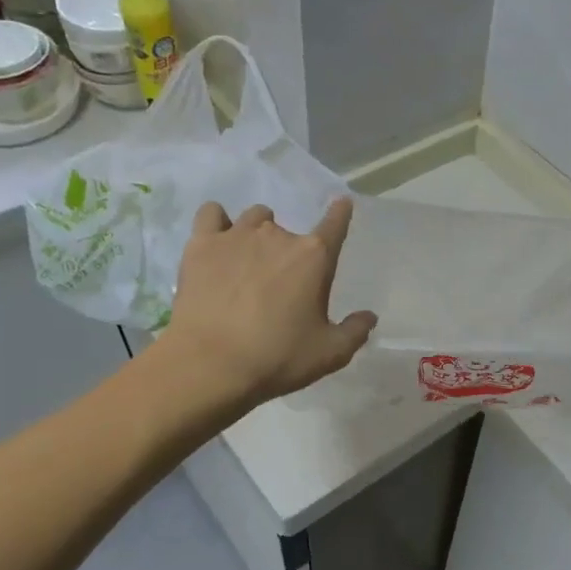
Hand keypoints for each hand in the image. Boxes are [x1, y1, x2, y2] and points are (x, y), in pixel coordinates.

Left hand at [162, 198, 376, 409]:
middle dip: (290, 252)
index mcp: (314, 257)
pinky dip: (218, 223)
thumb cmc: (277, 358)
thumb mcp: (329, 354)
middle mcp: (278, 236)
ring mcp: (237, 235)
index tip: (342, 204)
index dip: (340, 213)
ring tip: (249, 260)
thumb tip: (369, 316)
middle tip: (280, 285)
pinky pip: (212, 214)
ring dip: (258, 232)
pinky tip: (218, 243)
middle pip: (290, 230)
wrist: (210, 364)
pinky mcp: (201, 244)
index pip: (335, 224)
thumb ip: (354, 332)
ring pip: (255, 217)